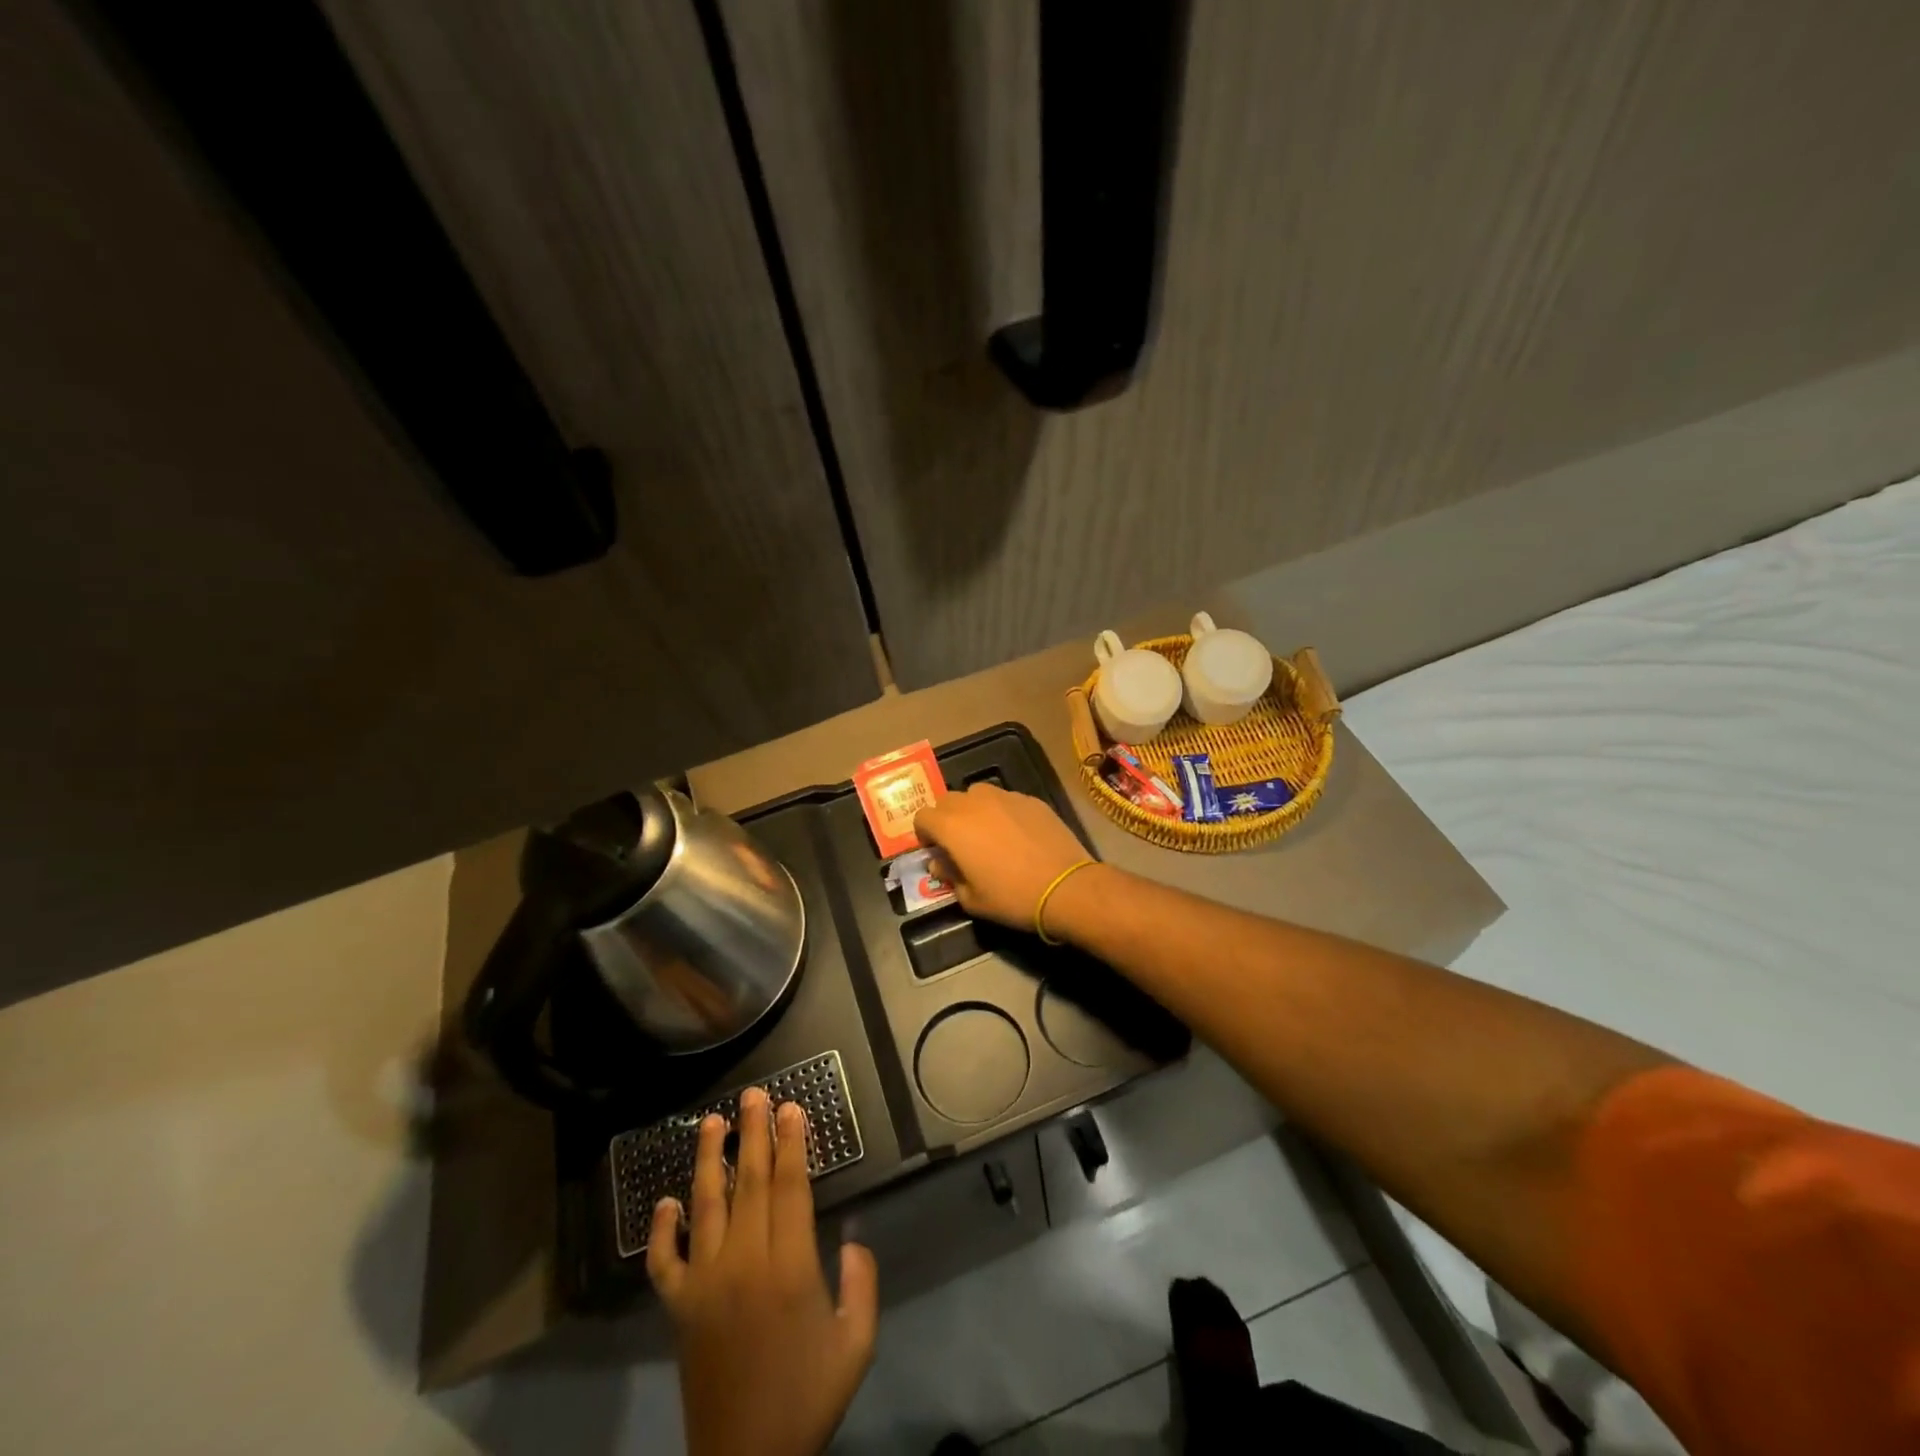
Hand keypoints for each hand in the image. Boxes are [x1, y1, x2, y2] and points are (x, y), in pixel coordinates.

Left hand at [647, 1087, 877, 1455]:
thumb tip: (852, 1238)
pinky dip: (661, 1231)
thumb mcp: (856, 1343)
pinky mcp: (679, 1309)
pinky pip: (664, 1262)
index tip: (792, 1107)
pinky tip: (665, 1202)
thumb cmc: (808, 1398)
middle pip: (750, 1182)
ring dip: (710, 1159)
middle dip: (754, 1133)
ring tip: (713, 1121)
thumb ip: (861, 1282)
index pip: (789, 1187)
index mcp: (790, 1267)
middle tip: (755, 1093)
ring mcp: (705, 1284)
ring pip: (707, 1206)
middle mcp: (744, 1262)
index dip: (792, 1144)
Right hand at [914, 783, 1090, 930]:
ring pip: (976, 794)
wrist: (1065, 887)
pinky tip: (1016, 834)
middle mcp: (974, 803)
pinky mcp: (1030, 799)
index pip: (922, 816)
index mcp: (952, 826)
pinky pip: (1005, 799)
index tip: (934, 850)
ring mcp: (1005, 797)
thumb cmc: (1011, 897)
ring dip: (973, 809)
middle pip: (947, 800)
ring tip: (986, 833)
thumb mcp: (971, 898)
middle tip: (958, 842)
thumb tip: (940, 862)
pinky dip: (1001, 811)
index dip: (924, 833)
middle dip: (946, 818)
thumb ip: (949, 876)